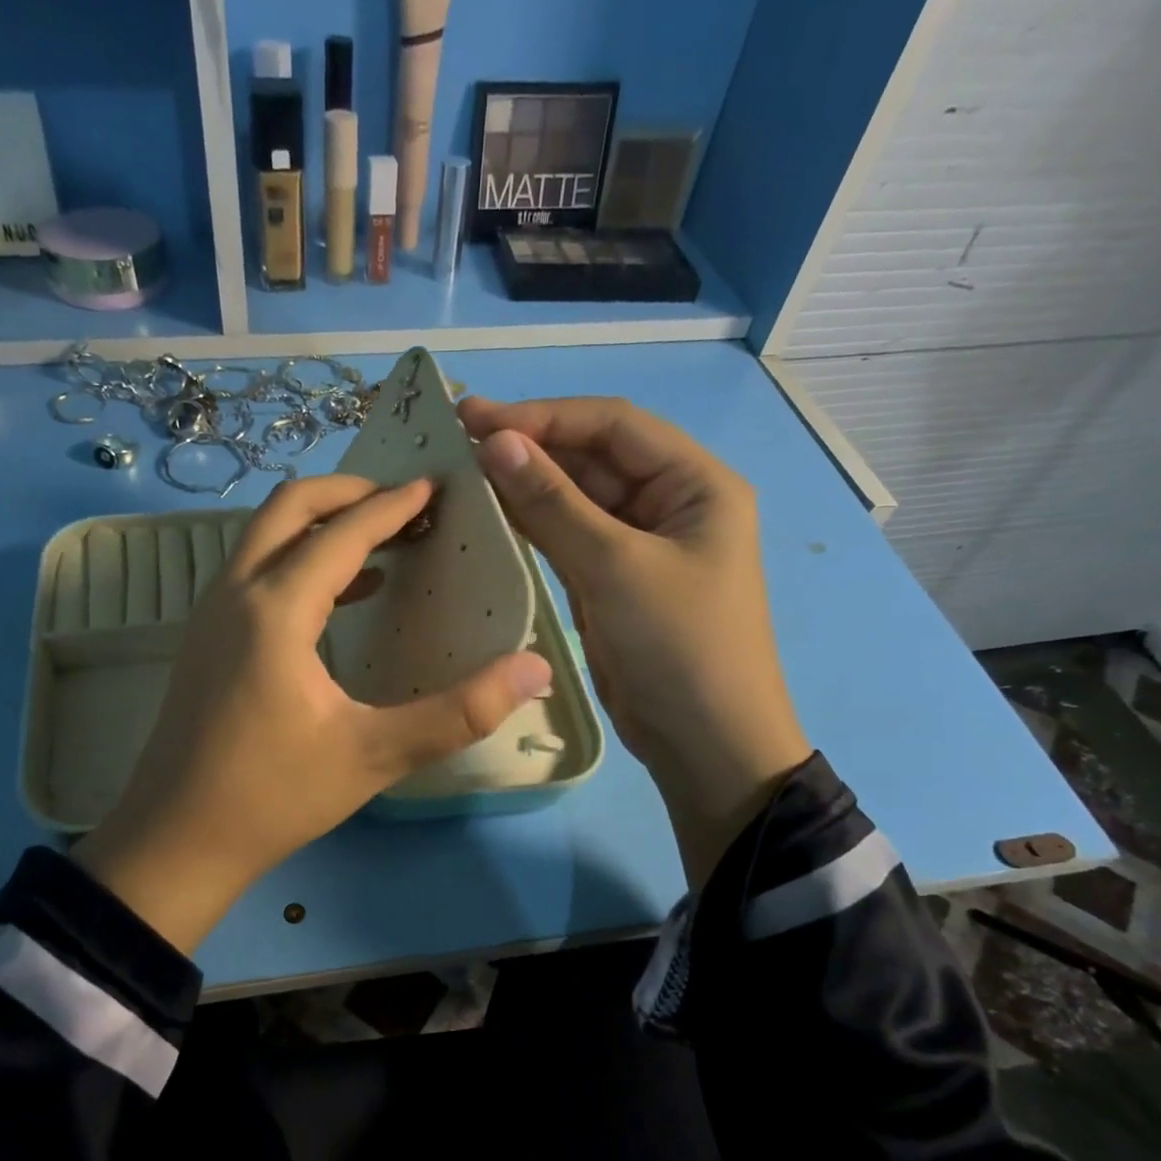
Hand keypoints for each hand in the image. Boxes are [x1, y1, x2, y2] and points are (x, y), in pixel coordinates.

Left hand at [71, 475, 550, 953]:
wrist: (176, 840)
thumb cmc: (274, 796)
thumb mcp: (374, 754)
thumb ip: (458, 712)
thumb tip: (534, 670)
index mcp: (275, 610)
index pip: (340, 532)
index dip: (392, 505)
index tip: (435, 487)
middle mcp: (234, 595)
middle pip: (288, 508)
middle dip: (349, 493)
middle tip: (405, 502)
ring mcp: (210, 615)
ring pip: (264, 537)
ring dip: (322, 524)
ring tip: (383, 539)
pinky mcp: (204, 640)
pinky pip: (255, 572)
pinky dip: (300, 561)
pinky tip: (343, 595)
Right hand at [459, 396, 810, 886]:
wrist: (703, 744)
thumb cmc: (677, 647)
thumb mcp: (616, 568)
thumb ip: (554, 503)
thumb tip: (496, 443)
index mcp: (694, 483)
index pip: (613, 426)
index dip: (545, 417)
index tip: (477, 419)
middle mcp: (668, 504)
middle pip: (592, 459)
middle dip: (530, 448)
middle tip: (457, 442)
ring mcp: (637, 546)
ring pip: (575, 500)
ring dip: (525, 487)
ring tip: (462, 473)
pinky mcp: (611, 583)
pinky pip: (567, 541)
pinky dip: (531, 528)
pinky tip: (489, 516)